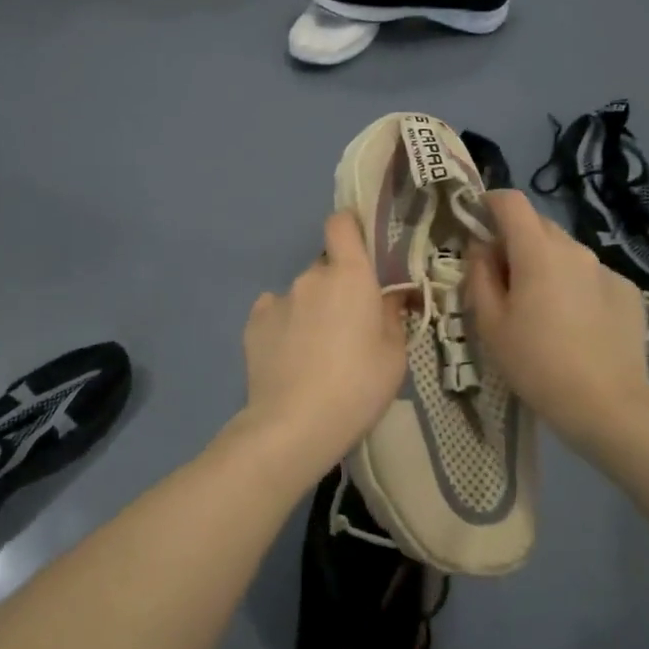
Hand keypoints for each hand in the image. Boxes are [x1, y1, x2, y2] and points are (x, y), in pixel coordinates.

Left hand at [240, 212, 410, 476]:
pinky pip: (276, 312)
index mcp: (349, 275)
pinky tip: (291, 356)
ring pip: (302, 293)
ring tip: (317, 351)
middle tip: (350, 325)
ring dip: (312, 309)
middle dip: (338, 286)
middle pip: (326, 267)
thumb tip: (392, 295)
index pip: (342, 223)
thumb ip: (394, 315)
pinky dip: (286, 325)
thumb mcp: (395, 354)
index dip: (350, 228)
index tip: (362, 251)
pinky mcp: (253, 323)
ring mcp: (277, 298)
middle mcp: (310, 277)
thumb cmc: (358, 386)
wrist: (294, 425)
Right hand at [466, 189, 648, 439]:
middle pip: (538, 225)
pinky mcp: (628, 291)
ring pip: (565, 252)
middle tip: (503, 280)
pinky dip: (574, 286)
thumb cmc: (536, 365)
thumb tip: (481, 248)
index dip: (489, 204)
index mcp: (538, 252)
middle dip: (515, 240)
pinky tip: (575, 325)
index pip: (511, 201)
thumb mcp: (491, 324)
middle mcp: (575, 249)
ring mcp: (606, 269)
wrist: (607, 405)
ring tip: (541, 308)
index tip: (476, 225)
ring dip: (546, 264)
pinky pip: (590, 275)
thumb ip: (479, 276)